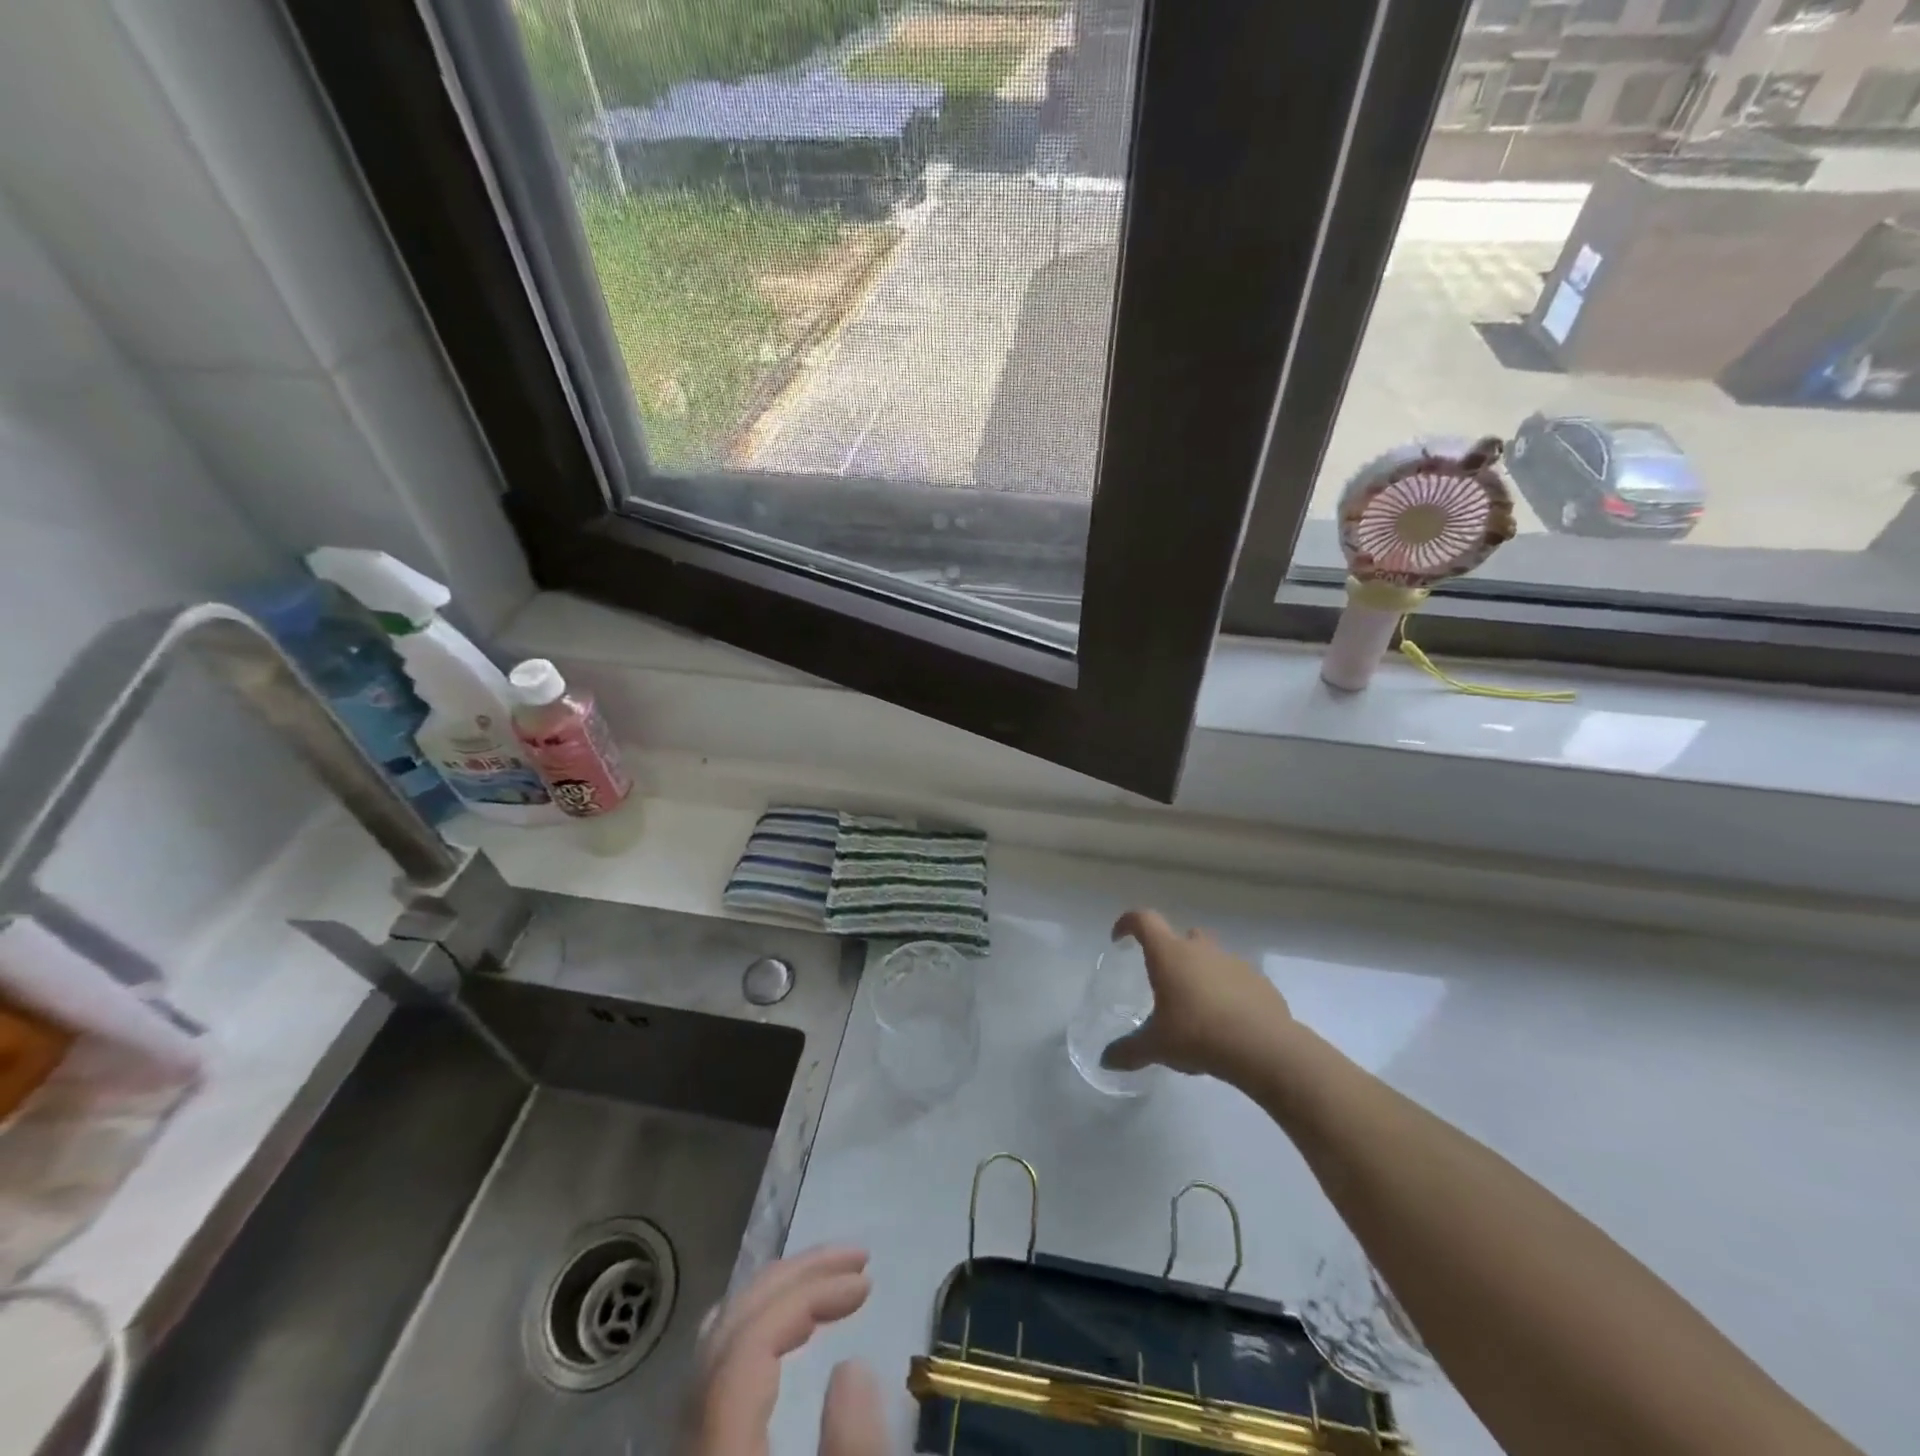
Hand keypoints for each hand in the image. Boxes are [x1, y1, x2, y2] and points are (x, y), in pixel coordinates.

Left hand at [684, 1247, 887, 1455]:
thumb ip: (853, 1455)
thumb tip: (852, 1366)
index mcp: (717, 1452)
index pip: (750, 1342)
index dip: (807, 1297)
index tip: (865, 1284)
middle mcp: (688, 1443)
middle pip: (728, 1330)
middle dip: (794, 1280)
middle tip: (855, 1259)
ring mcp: (684, 1449)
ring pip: (715, 1347)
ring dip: (775, 1299)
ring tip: (829, 1282)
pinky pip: (714, 1372)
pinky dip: (756, 1332)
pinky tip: (787, 1335)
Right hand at [1100, 909, 1291, 1083]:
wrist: (1264, 1048)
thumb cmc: (1198, 1035)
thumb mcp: (1156, 1047)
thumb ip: (1129, 1051)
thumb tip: (1106, 1060)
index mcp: (1169, 954)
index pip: (1143, 920)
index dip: (1128, 923)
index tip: (1120, 939)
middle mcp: (1200, 949)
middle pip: (1181, 936)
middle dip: (1171, 953)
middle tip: (1165, 983)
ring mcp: (1233, 962)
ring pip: (1211, 957)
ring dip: (1202, 974)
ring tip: (1198, 1009)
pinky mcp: (1259, 982)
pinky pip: (1237, 979)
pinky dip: (1228, 992)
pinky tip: (1227, 1023)